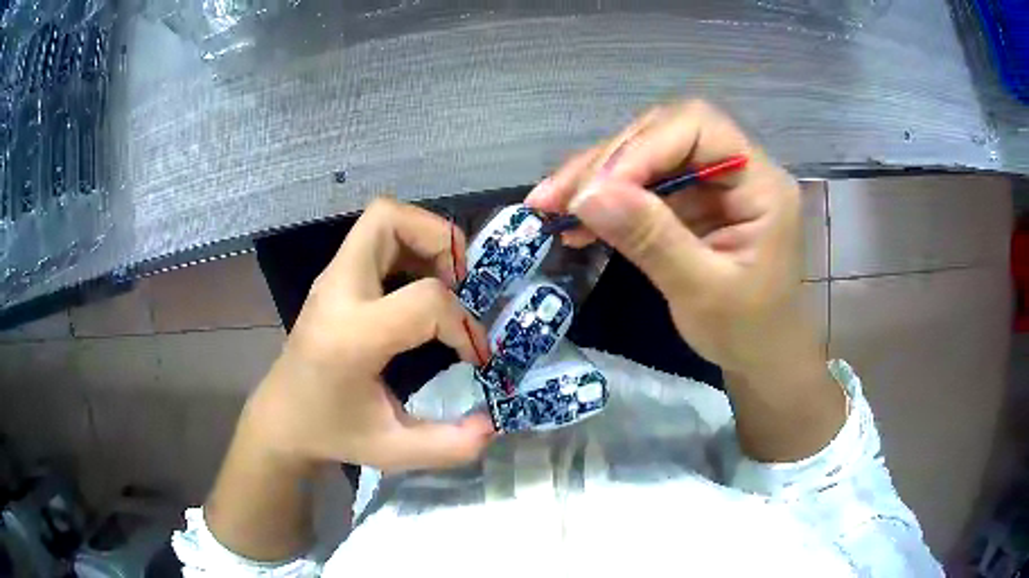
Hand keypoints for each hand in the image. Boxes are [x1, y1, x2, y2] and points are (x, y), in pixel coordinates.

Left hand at [244, 197, 493, 472]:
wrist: (282, 420)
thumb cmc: (332, 433)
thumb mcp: (393, 451)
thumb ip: (449, 445)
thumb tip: (493, 425)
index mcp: (352, 336)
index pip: (425, 300)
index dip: (462, 325)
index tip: (473, 357)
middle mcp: (338, 293)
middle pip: (388, 219)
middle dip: (439, 238)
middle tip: (462, 282)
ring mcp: (332, 280)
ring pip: (382, 219)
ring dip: (424, 238)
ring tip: (446, 283)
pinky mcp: (334, 279)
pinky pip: (376, 239)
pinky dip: (409, 248)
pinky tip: (420, 290)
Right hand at [526, 100, 842, 461]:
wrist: (761, 357)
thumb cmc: (747, 331)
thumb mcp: (702, 290)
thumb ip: (652, 239)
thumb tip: (587, 196)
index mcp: (761, 183)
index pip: (698, 128)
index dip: (643, 148)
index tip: (596, 190)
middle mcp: (737, 169)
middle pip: (665, 133)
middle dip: (607, 162)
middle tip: (555, 197)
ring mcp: (712, 183)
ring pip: (646, 155)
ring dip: (595, 178)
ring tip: (549, 205)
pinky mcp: (692, 201)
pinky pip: (643, 185)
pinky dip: (606, 201)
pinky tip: (574, 221)